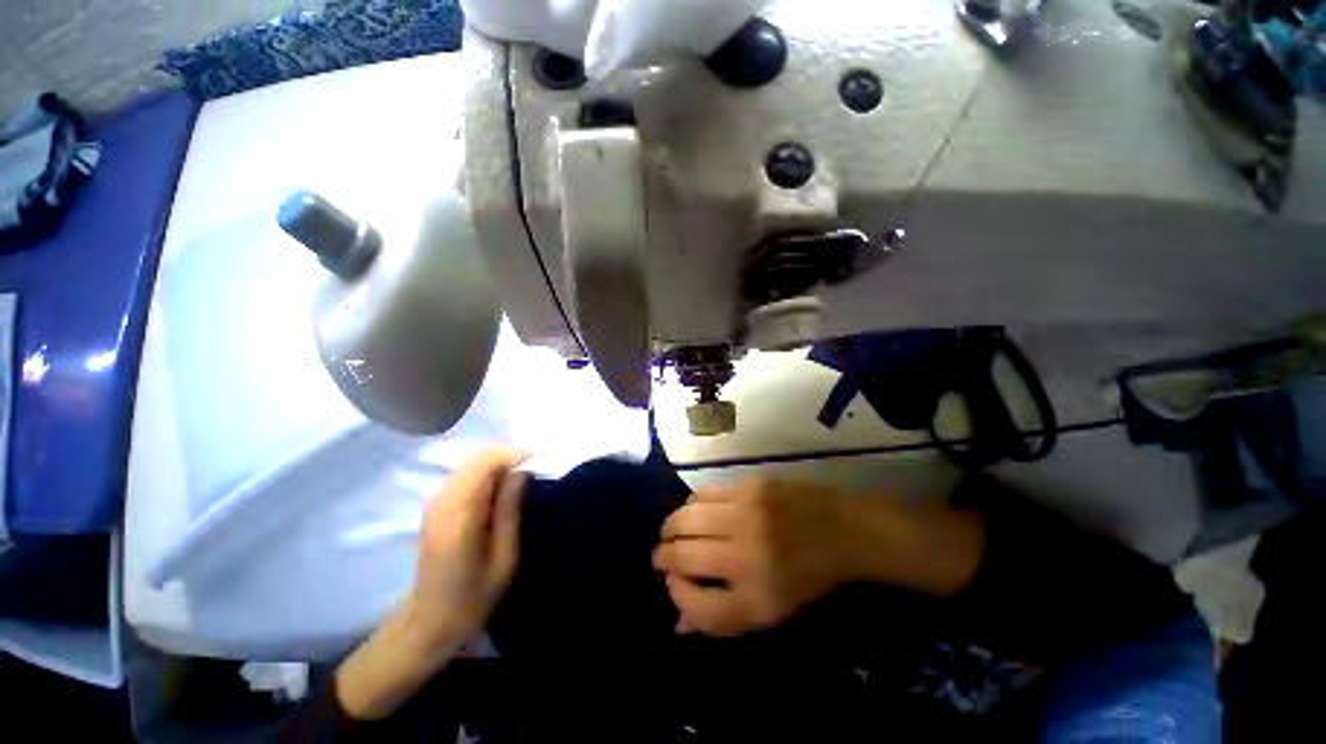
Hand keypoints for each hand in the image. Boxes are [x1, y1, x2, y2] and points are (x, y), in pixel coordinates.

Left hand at [336, 447, 527, 719]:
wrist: (430, 623)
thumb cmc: (473, 596)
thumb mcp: (504, 557)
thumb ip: (510, 510)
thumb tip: (522, 473)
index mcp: (460, 514)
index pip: (485, 464)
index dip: (514, 455)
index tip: (539, 460)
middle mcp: (443, 501)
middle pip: (476, 459)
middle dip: (508, 457)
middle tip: (533, 470)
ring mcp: (435, 504)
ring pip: (470, 465)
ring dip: (497, 465)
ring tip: (521, 480)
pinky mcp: (435, 508)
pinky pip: (464, 477)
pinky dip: (486, 475)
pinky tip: (500, 491)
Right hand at [654, 479, 985, 637]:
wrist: (842, 530)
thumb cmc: (807, 576)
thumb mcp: (771, 610)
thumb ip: (722, 616)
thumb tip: (678, 623)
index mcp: (757, 600)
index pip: (696, 606)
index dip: (676, 595)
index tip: (673, 583)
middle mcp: (746, 558)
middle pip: (683, 557)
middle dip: (663, 556)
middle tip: (663, 554)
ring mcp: (745, 517)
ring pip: (685, 520)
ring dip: (670, 528)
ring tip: (671, 531)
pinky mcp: (748, 488)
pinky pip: (703, 495)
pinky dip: (690, 505)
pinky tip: (692, 510)